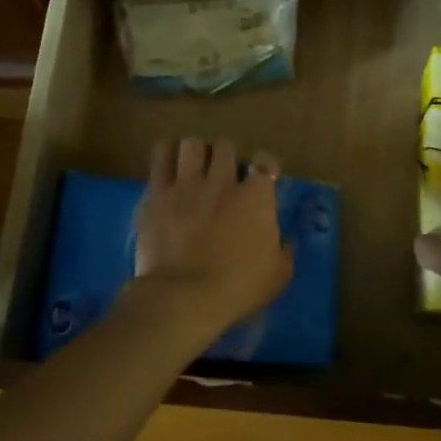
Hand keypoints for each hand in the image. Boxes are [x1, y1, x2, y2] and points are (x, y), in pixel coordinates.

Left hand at [134, 138, 292, 334]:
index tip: (262, 176)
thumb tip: (284, 243)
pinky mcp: (156, 192)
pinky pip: (161, 155)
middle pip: (226, 146)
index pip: (266, 161)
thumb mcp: (277, 277)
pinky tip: (168, 165)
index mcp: (257, 197)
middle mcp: (223, 181)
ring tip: (193, 167)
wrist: (185, 296)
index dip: (265, 165)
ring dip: (195, 153)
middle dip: (226, 157)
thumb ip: (283, 253)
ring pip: (192, 144)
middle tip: (222, 175)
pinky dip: (166, 154)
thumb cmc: (237, 288)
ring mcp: (187, 183)